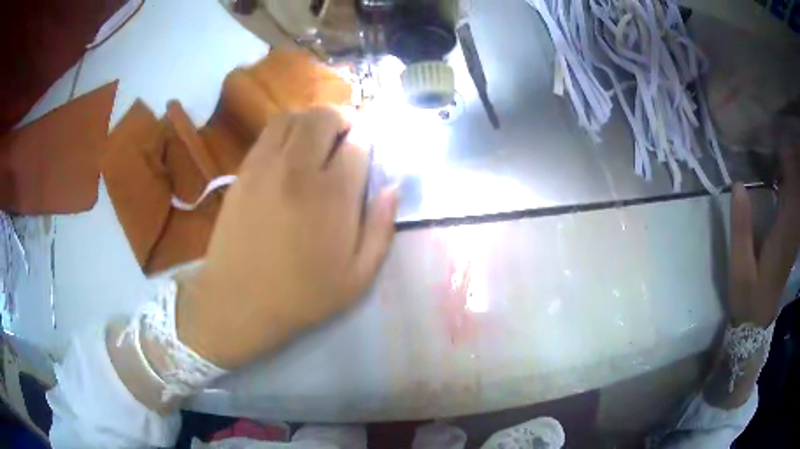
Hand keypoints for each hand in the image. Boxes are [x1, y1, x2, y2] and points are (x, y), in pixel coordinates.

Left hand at [176, 107, 398, 368]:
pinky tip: (290, 152)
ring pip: (292, 117)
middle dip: (343, 117)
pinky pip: (267, 134)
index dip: (368, 139)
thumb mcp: (359, 276)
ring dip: (312, 119)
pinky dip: (286, 131)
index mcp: (332, 195)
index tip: (369, 149)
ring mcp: (264, 167)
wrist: (239, 301)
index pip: (358, 143)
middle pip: (323, 117)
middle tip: (348, 135)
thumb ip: (382, 228)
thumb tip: (393, 187)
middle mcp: (297, 169)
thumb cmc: (302, 295)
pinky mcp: (243, 172)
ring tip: (319, 138)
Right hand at [729, 148, 799, 325]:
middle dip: (786, 157)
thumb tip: (738, 184)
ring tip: (775, 148)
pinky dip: (788, 185)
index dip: (785, 158)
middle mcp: (791, 229)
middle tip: (771, 135)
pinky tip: (779, 175)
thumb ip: (741, 227)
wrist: (757, 322)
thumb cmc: (748, 296)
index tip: (774, 135)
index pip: (790, 187)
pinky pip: (793, 203)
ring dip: (788, 169)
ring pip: (795, 193)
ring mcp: (792, 234)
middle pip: (794, 185)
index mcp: (782, 233)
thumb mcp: (740, 267)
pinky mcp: (790, 238)